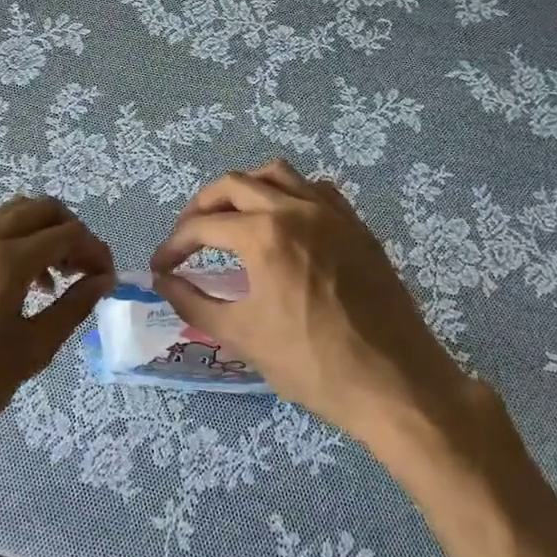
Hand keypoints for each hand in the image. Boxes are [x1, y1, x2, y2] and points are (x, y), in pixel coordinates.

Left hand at [0, 196, 113, 478]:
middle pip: (40, 209)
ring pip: (13, 215)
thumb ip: (71, 308)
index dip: (95, 250)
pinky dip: (16, 242)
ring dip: (42, 234)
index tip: (107, 276)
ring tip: (56, 279)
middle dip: (71, 231)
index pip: (66, 234)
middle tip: (85, 268)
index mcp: (5, 260)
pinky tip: (21, 285)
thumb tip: (101, 281)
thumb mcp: (30, 352)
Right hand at [150, 160, 483, 447]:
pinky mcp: (355, 223)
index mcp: (263, 236)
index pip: (203, 226)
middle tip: (188, 237)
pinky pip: (313, 188)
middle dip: (201, 207)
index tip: (161, 266)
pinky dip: (287, 193)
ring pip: (275, 173)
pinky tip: (282, 220)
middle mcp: (294, 208)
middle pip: (232, 185)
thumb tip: (163, 281)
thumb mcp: (243, 336)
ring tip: (230, 217)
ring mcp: (330, 211)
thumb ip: (193, 302)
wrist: (395, 383)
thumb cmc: (313, 364)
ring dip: (243, 188)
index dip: (174, 245)